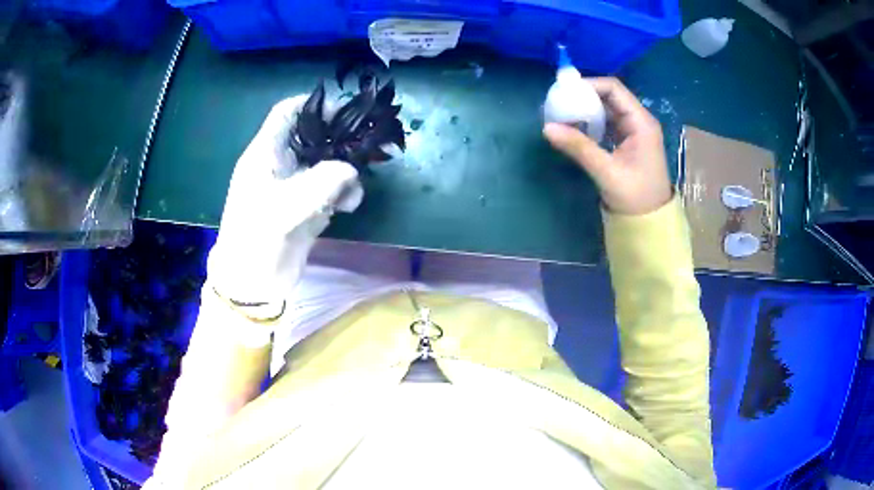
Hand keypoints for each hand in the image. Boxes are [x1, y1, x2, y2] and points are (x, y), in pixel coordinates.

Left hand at [207, 96, 363, 310]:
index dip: (313, 104)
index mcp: (266, 154)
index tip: (343, 110)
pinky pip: (329, 189)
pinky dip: (342, 193)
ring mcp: (292, 186)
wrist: (253, 282)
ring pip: (325, 163)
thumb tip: (352, 169)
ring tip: (354, 188)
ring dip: (344, 172)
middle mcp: (280, 164)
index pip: (287, 113)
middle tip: (365, 144)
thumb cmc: (258, 238)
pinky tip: (349, 206)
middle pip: (312, 136)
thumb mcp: (288, 206)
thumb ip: (323, 182)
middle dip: (338, 139)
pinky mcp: (303, 206)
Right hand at [543, 77, 671, 215]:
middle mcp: (639, 120)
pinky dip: (591, 122)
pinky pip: (607, 122)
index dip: (588, 85)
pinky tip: (575, 129)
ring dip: (585, 109)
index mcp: (641, 122)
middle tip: (559, 104)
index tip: (564, 92)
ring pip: (607, 109)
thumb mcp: (607, 172)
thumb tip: (547, 128)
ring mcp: (634, 130)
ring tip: (562, 115)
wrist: (651, 222)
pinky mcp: (628, 141)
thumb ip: (579, 147)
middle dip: (583, 97)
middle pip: (609, 96)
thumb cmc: (635, 197)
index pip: (613, 89)